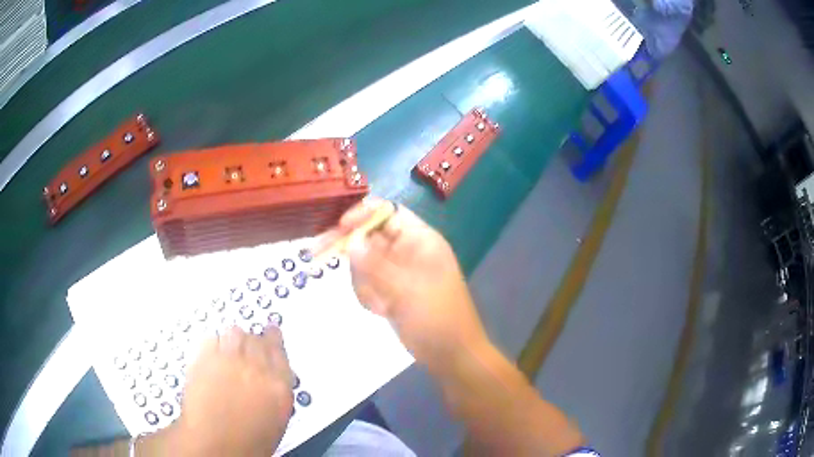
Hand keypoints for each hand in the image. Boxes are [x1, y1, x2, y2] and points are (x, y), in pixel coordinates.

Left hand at [138, 326, 293, 455]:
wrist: (214, 445)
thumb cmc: (248, 442)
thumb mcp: (275, 420)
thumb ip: (276, 391)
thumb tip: (272, 378)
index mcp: (278, 385)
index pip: (279, 350)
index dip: (273, 338)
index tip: (271, 331)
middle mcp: (255, 367)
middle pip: (256, 338)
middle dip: (252, 341)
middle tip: (246, 347)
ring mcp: (228, 360)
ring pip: (234, 332)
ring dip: (234, 340)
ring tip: (228, 351)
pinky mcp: (204, 358)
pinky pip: (211, 339)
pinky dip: (213, 344)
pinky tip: (212, 356)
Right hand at [318, 198, 489, 369]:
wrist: (450, 354)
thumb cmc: (437, 318)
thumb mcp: (406, 289)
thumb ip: (375, 265)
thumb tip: (350, 241)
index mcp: (420, 240)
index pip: (388, 213)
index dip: (363, 214)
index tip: (340, 227)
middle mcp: (407, 250)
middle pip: (368, 236)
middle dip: (352, 251)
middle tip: (316, 252)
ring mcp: (397, 272)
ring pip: (363, 263)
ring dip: (365, 283)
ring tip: (382, 305)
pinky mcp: (389, 290)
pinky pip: (367, 283)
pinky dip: (369, 296)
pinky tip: (384, 311)